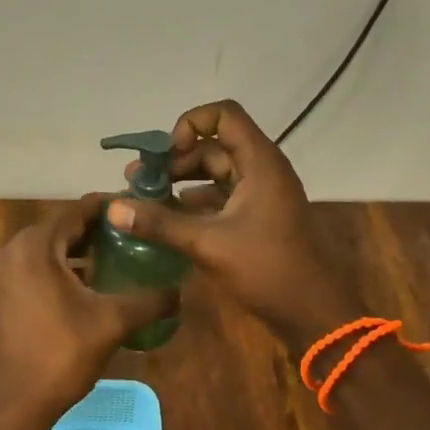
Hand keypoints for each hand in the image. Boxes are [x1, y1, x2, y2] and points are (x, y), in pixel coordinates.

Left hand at [0, 196, 178, 429]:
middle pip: (57, 228)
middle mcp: (7, 251)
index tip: (134, 208)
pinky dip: (53, 268)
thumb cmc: (61, 357)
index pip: (76, 211)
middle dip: (92, 230)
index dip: (107, 207)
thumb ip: (149, 300)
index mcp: (34, 247)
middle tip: (128, 235)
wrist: (11, 408)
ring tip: (110, 258)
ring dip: (72, 251)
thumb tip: (181, 290)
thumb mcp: (111, 323)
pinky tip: (80, 285)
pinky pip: (27, 267)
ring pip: (41, 249)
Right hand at [107, 100, 360, 350]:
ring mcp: (261, 194)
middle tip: (138, 181)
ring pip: (214, 173)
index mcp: (259, 162)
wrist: (316, 315)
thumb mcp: (209, 243)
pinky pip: (221, 197)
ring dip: (181, 182)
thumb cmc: (268, 269)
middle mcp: (261, 169)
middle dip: (174, 160)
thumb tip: (113, 208)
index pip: (223, 115)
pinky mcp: (257, 217)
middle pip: (213, 146)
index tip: (167, 154)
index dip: (190, 124)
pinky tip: (167, 220)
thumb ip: (160, 223)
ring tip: (144, 199)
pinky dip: (194, 203)